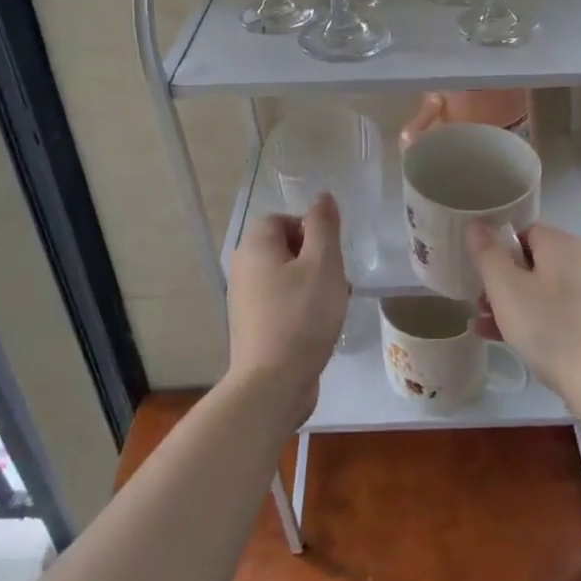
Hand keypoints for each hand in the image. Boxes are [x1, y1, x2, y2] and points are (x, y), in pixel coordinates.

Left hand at [226, 195, 348, 425]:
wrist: (272, 383)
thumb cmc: (302, 315)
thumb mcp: (323, 263)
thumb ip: (324, 225)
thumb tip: (322, 197)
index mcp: (255, 246)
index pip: (283, 219)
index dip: (311, 231)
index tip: (331, 256)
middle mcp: (243, 268)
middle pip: (285, 248)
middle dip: (316, 260)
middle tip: (337, 282)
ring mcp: (245, 300)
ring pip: (286, 277)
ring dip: (313, 286)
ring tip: (333, 308)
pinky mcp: (253, 327)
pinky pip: (281, 304)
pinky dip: (301, 309)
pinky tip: (319, 329)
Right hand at [468, 223, 580, 403]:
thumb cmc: (548, 326)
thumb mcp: (504, 287)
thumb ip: (487, 253)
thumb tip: (475, 223)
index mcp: (563, 245)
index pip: (525, 232)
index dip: (498, 250)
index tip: (481, 274)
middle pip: (534, 263)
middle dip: (502, 282)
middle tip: (480, 303)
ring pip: (545, 291)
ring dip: (513, 304)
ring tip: (486, 326)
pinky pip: (560, 312)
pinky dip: (536, 320)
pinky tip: (511, 342)